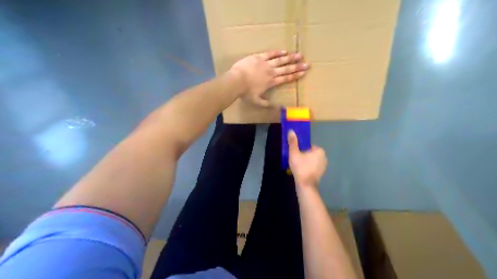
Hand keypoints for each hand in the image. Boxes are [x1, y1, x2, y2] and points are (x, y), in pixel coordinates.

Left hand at [228, 51, 306, 105]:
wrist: (236, 81)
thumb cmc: (246, 92)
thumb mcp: (256, 101)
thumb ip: (265, 103)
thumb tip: (273, 106)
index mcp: (272, 82)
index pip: (286, 78)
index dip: (295, 75)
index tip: (303, 73)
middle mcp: (271, 72)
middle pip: (287, 69)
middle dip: (297, 66)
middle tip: (307, 64)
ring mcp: (266, 63)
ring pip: (281, 60)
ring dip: (291, 58)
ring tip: (299, 55)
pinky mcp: (259, 57)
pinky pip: (270, 53)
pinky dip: (278, 52)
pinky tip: (285, 51)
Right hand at [288, 130, 326, 187]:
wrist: (305, 185)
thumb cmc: (300, 167)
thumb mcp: (294, 153)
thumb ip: (293, 142)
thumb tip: (291, 131)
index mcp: (319, 150)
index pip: (308, 146)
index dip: (301, 149)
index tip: (296, 154)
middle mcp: (324, 157)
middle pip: (310, 153)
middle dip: (304, 155)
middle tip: (296, 160)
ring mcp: (324, 166)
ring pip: (312, 160)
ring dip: (306, 162)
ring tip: (298, 166)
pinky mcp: (321, 173)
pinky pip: (313, 167)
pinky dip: (309, 167)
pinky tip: (302, 171)